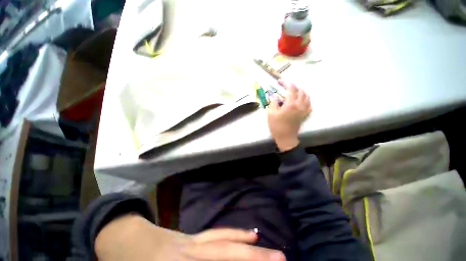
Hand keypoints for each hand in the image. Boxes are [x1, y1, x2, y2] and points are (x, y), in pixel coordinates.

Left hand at [95, 214, 285, 260]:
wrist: (124, 239)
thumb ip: (194, 255)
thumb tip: (217, 251)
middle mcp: (190, 251)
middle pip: (226, 252)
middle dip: (254, 257)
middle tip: (280, 259)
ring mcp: (191, 240)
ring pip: (224, 240)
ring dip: (246, 245)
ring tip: (266, 247)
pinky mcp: (192, 237)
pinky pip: (217, 234)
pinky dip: (233, 235)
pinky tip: (246, 234)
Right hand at [267, 80, 310, 151]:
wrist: (285, 137)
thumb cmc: (276, 126)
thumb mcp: (270, 114)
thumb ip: (273, 102)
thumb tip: (274, 95)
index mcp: (290, 104)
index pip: (291, 89)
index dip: (286, 83)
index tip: (281, 81)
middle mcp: (299, 105)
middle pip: (301, 91)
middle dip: (294, 87)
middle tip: (287, 87)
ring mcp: (304, 110)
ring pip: (307, 97)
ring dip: (301, 92)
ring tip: (294, 93)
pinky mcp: (305, 115)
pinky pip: (309, 105)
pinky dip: (306, 100)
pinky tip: (301, 101)